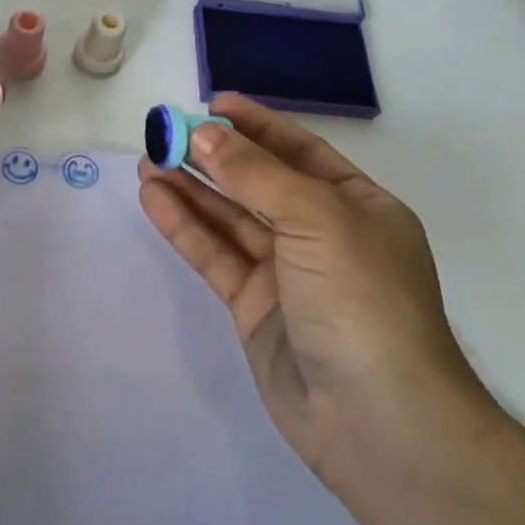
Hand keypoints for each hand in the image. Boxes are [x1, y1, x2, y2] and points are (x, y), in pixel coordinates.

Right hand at [138, 93, 481, 476]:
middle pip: (258, 183)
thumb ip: (255, 174)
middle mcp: (322, 234)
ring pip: (229, 218)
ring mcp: (286, 273)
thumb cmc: (362, 300)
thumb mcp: (316, 219)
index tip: (211, 103)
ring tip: (147, 159)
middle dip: (213, 156)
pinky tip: (154, 199)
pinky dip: (185, 226)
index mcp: (357, 206)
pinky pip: (215, 255)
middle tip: (163, 131)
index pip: (299, 151)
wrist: (377, 421)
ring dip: (190, 188)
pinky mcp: (254, 307)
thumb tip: (202, 132)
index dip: (256, 125)